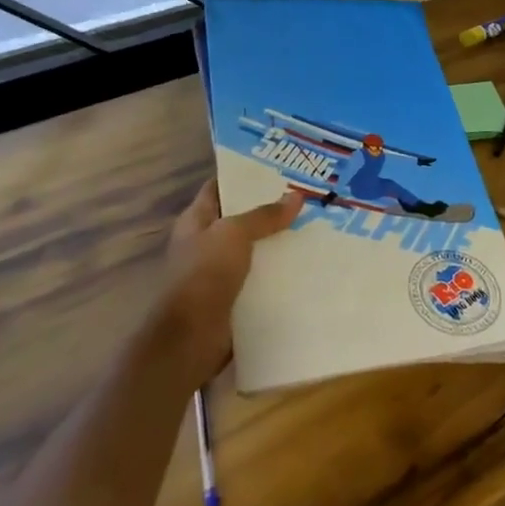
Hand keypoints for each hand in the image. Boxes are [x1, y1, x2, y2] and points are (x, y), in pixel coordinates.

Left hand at [151, 178, 302, 386]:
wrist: (189, 339)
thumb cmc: (204, 275)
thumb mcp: (234, 235)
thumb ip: (264, 215)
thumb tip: (296, 196)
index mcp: (196, 221)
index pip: (219, 187)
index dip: (243, 175)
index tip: (277, 166)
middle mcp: (205, 243)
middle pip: (241, 218)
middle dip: (270, 209)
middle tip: (307, 195)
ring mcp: (219, 273)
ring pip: (254, 249)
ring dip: (278, 242)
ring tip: (315, 226)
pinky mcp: (234, 298)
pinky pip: (261, 278)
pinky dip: (280, 272)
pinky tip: (307, 264)